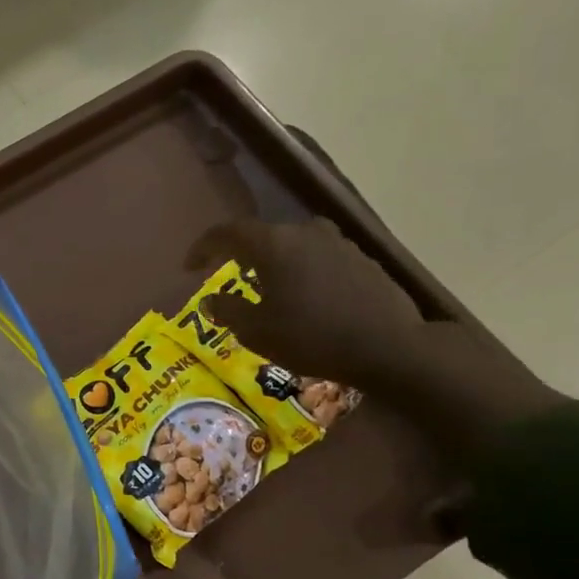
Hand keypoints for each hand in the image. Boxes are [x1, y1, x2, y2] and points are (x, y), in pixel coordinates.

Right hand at [186, 217, 424, 388]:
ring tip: (268, 288)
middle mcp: (305, 232)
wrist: (389, 346)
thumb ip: (228, 311)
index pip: (228, 232)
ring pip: (294, 245)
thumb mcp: (257, 332)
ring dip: (275, 262)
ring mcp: (338, 242)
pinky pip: (319, 257)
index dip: (204, 247)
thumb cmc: (311, 337)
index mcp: (274, 244)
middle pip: (263, 235)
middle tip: (229, 276)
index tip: (189, 266)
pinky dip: (303, 271)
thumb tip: (209, 300)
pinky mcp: (362, 259)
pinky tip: (305, 297)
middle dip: (241, 255)